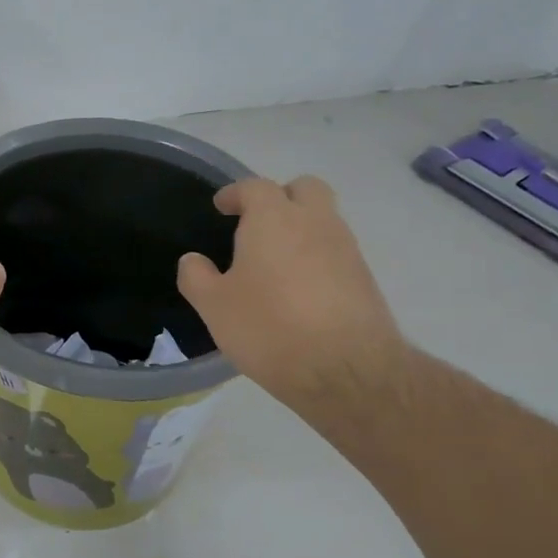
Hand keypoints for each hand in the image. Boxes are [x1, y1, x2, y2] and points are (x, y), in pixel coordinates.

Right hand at [178, 177, 409, 410]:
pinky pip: (336, 252)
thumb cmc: (268, 327)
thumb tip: (192, 259)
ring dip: (302, 228)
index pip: (255, 187)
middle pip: (304, 188)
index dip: (235, 193)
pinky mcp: (365, 279)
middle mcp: (315, 223)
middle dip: (280, 197)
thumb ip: (196, 276)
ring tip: (275, 261)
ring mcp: (346, 249)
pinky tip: (299, 289)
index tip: (221, 206)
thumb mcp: (214, 305)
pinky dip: (317, 257)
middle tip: (257, 222)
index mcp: (274, 219)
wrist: (345, 370)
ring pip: (325, 220)